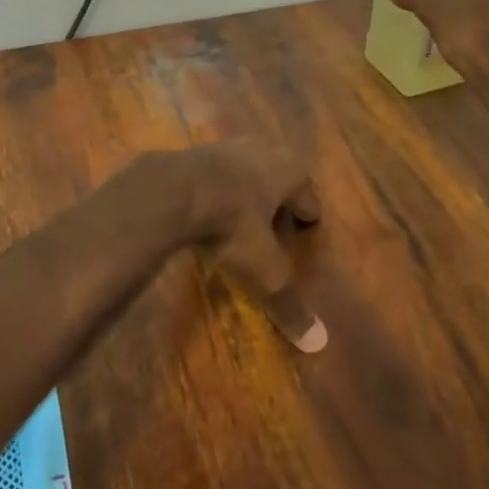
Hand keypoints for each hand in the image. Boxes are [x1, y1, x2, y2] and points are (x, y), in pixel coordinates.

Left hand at [182, 139, 325, 352]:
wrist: (171, 191)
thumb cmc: (231, 224)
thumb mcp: (263, 269)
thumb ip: (288, 302)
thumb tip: (318, 342)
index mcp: (291, 171)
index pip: (310, 199)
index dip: (307, 221)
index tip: (303, 235)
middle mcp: (264, 150)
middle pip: (279, 181)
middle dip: (277, 204)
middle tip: (273, 230)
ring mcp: (227, 146)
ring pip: (246, 173)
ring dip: (245, 194)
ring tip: (239, 220)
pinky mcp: (194, 151)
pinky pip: (214, 174)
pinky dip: (216, 190)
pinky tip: (206, 210)